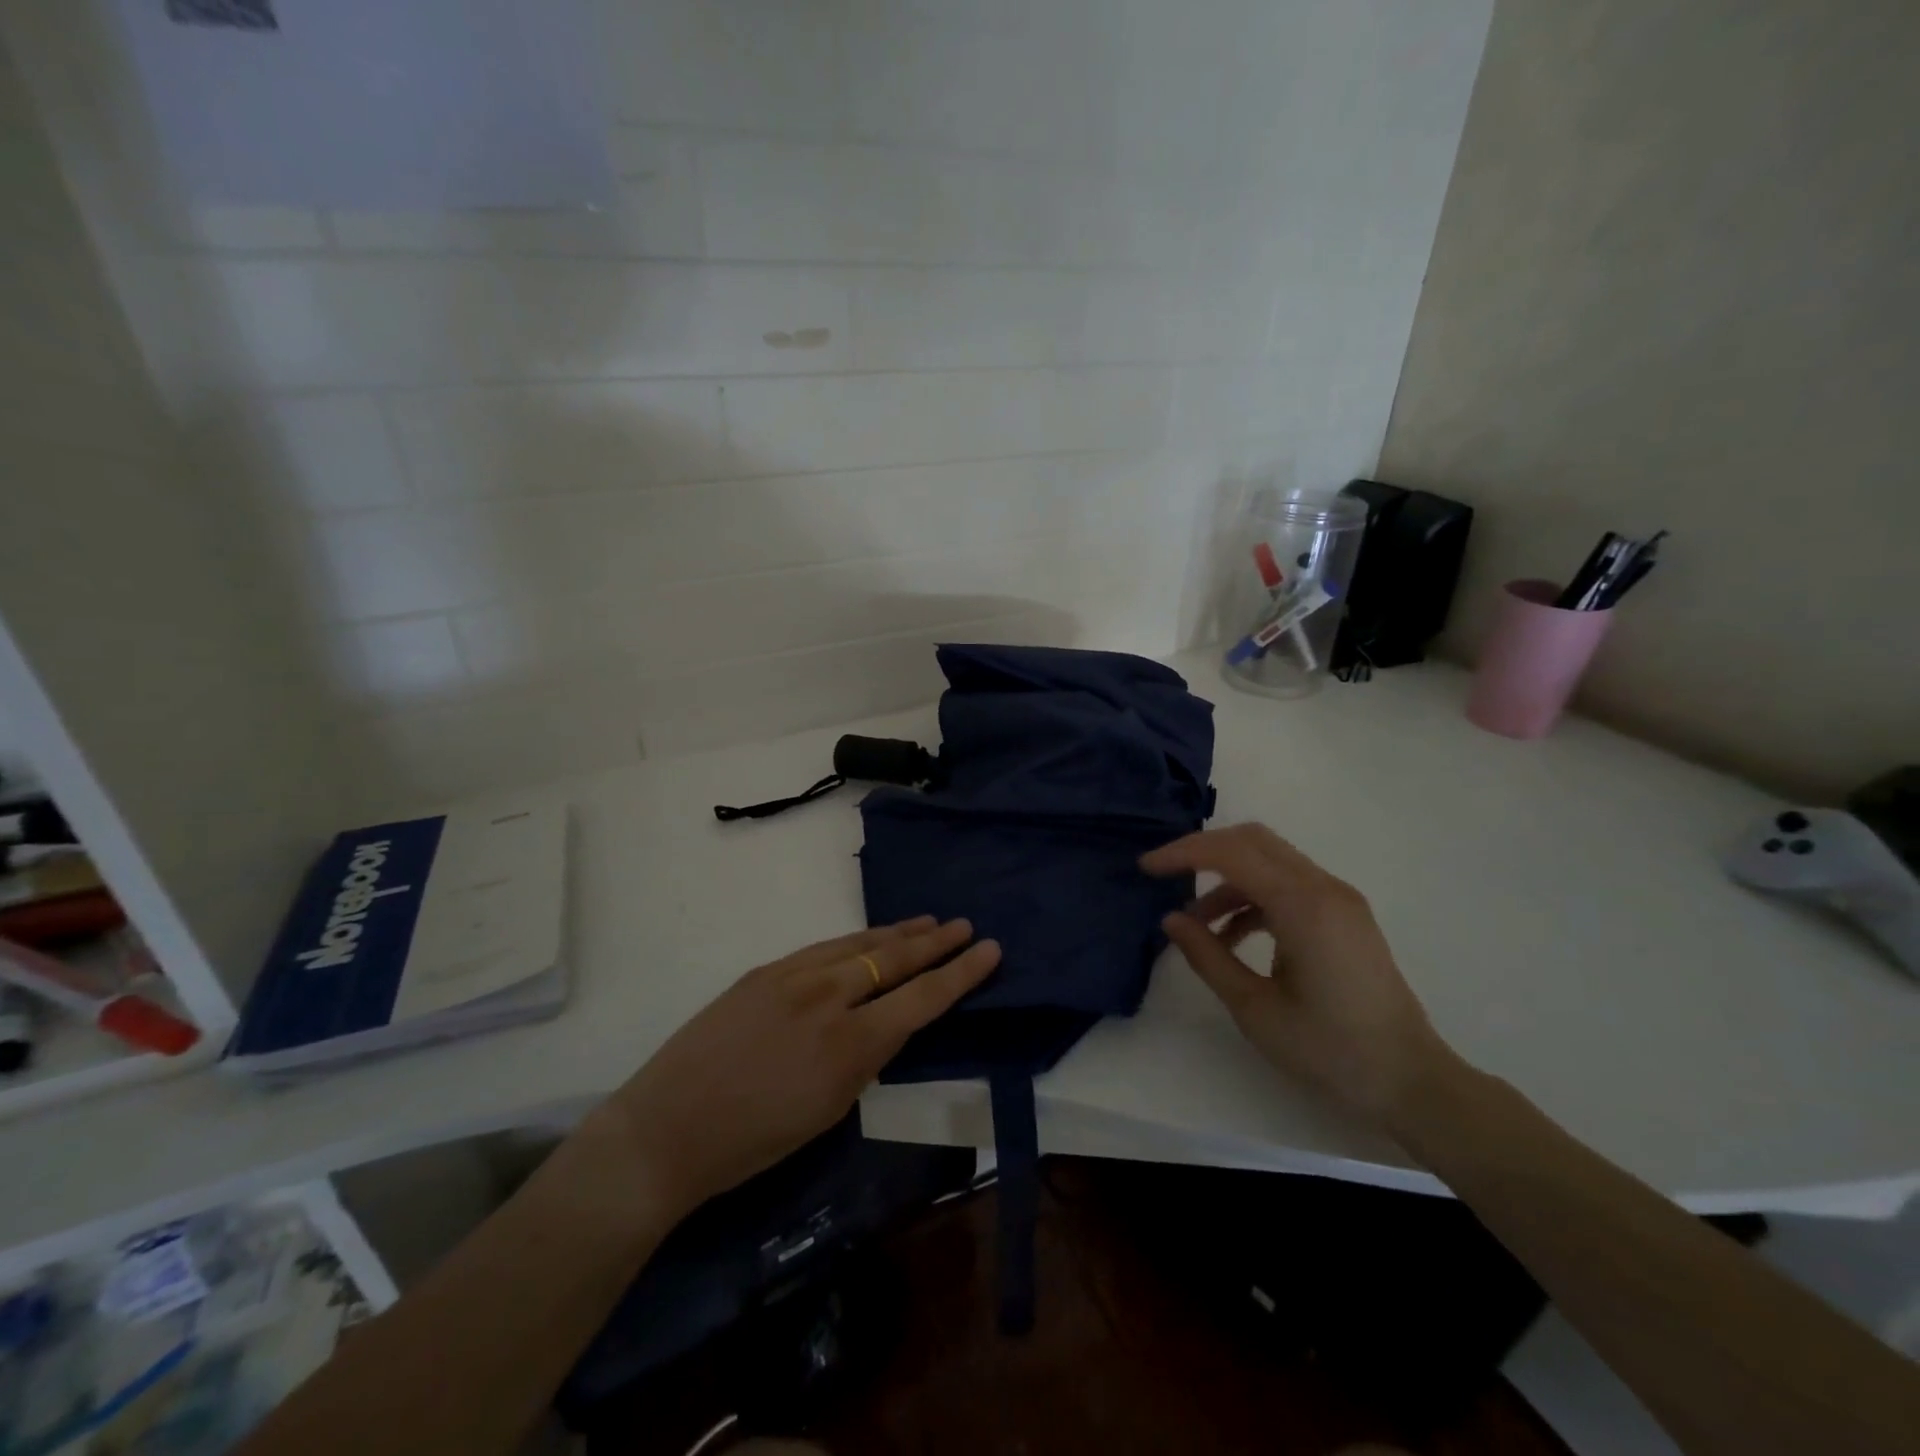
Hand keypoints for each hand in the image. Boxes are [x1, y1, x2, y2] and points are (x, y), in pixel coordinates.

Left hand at [600, 917, 1000, 1215]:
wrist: (667, 1128)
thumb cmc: (753, 1142)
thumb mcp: (828, 1110)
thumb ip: (864, 1058)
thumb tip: (884, 1022)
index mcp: (849, 1044)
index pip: (921, 998)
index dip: (960, 973)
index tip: (989, 948)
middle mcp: (828, 997)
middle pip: (894, 957)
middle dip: (935, 942)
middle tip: (964, 925)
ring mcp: (793, 977)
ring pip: (860, 943)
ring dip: (898, 933)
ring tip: (928, 922)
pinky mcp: (765, 971)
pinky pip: (824, 948)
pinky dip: (856, 940)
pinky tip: (868, 937)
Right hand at [1141, 823, 1452, 1123]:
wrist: (1411, 1081)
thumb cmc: (1330, 1050)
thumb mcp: (1254, 1009)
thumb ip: (1207, 956)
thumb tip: (1171, 919)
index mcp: (1303, 906)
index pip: (1231, 853)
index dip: (1183, 853)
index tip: (1147, 868)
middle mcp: (1324, 888)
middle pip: (1252, 841)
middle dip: (1203, 851)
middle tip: (1165, 874)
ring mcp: (1339, 899)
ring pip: (1269, 861)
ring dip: (1227, 879)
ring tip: (1196, 924)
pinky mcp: (1344, 915)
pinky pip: (1288, 885)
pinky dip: (1253, 896)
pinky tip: (1232, 937)